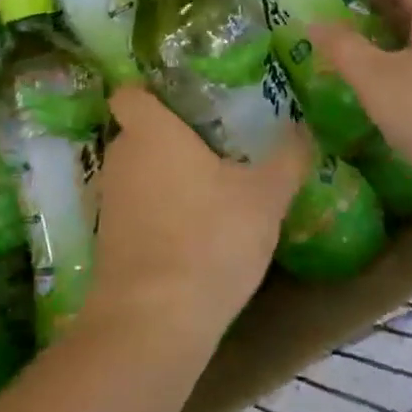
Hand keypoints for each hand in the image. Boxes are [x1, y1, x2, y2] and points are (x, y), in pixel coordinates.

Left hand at [85, 86, 307, 357]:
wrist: (154, 320)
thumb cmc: (210, 238)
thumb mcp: (265, 197)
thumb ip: (287, 158)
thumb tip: (303, 127)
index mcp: (151, 131)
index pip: (130, 92)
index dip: (150, 91)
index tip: (184, 99)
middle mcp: (121, 156)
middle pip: (138, 131)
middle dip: (170, 135)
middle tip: (214, 142)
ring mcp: (110, 199)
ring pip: (137, 171)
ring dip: (164, 175)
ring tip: (208, 187)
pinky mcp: (108, 238)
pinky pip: (134, 207)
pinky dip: (156, 211)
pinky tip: (191, 229)